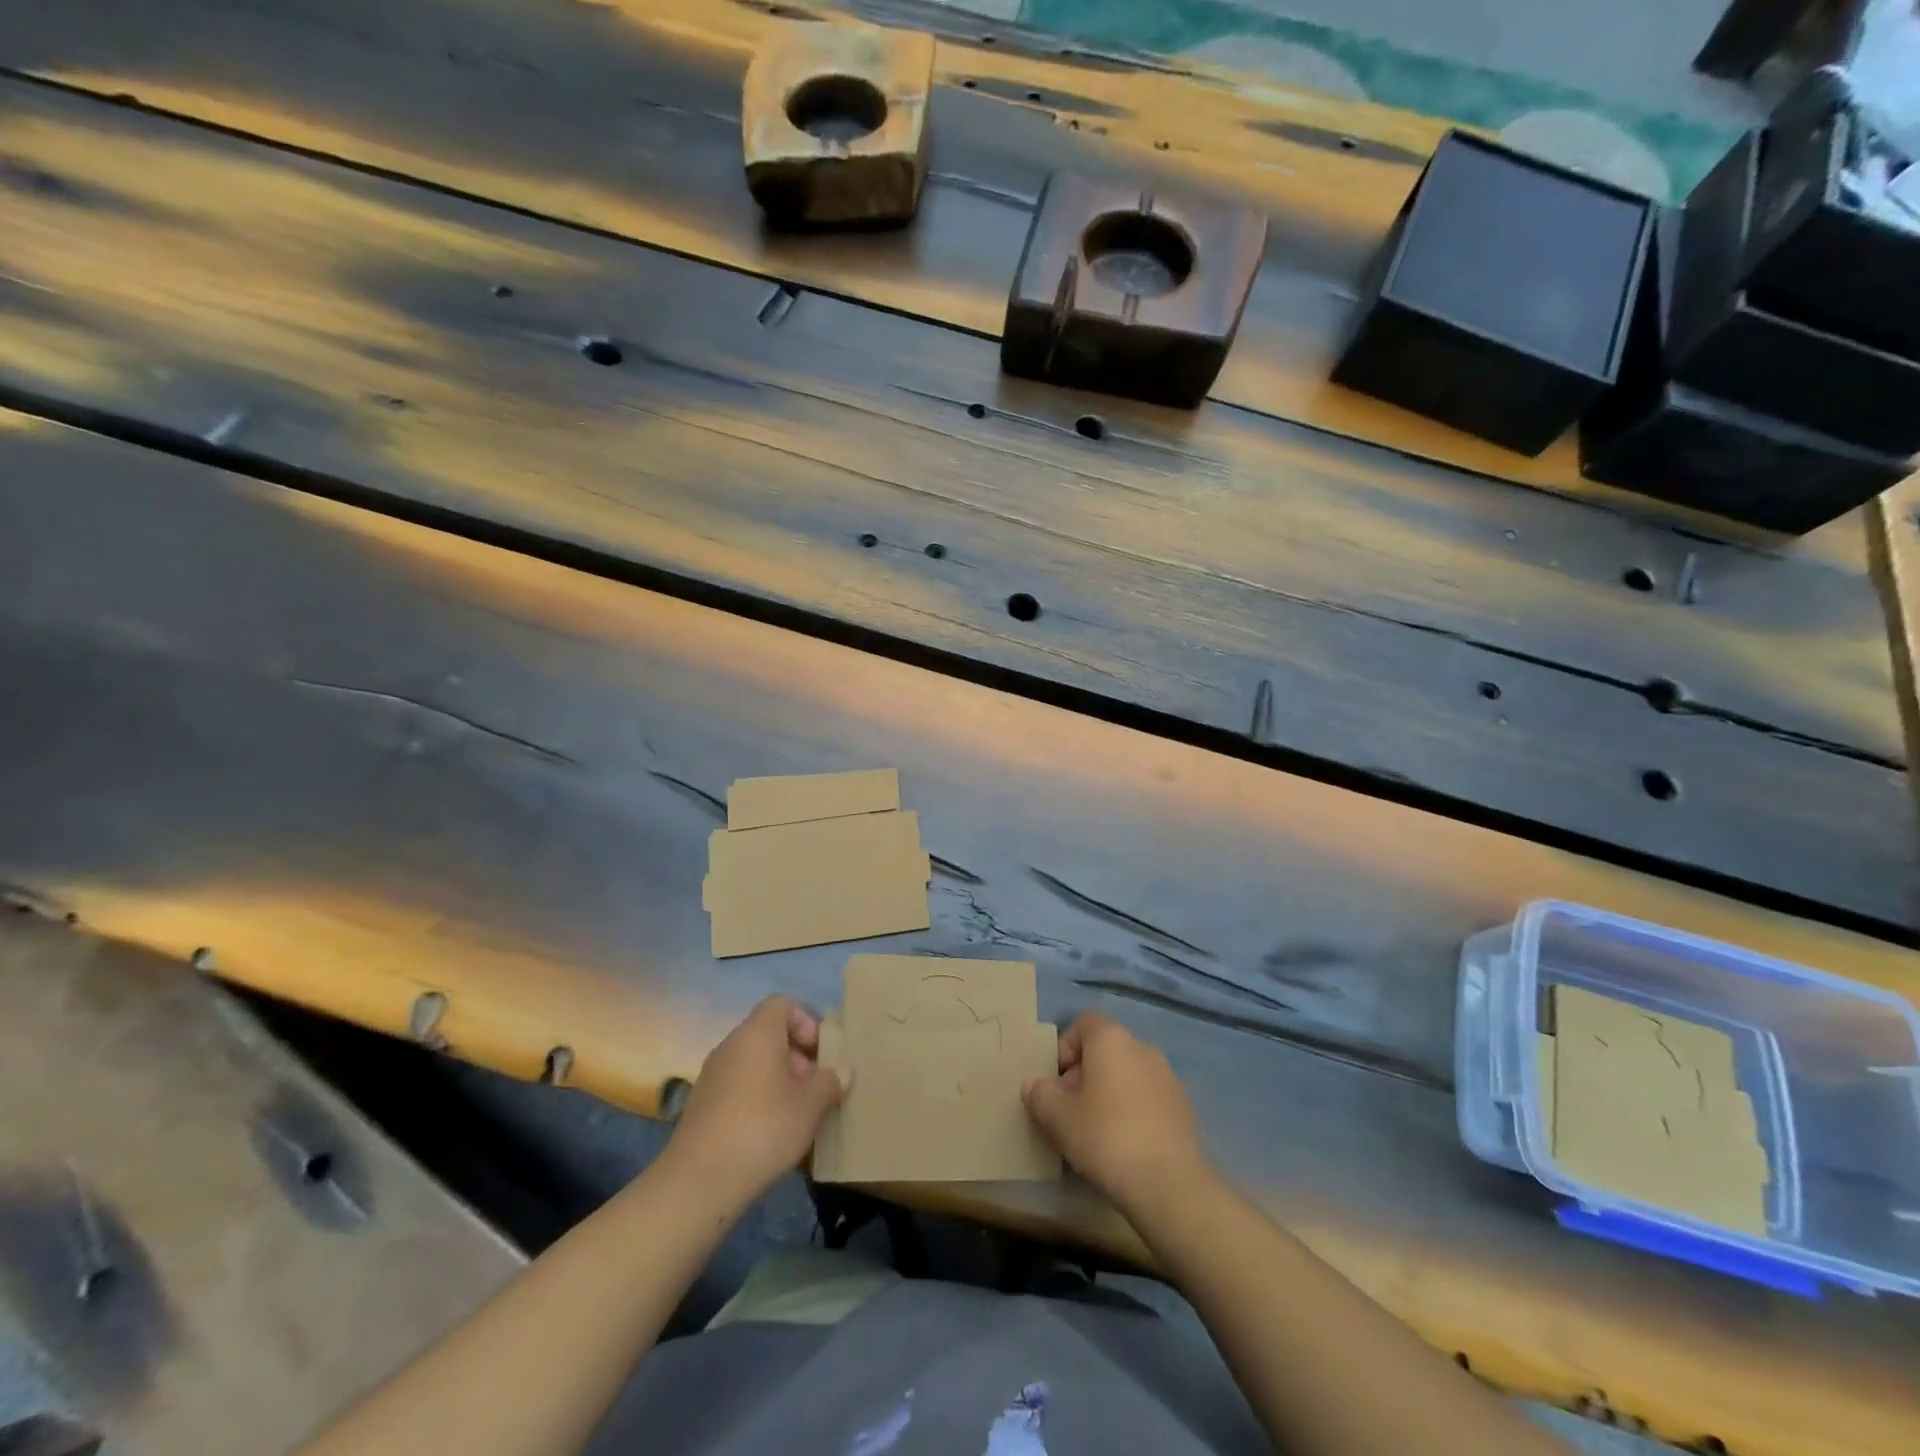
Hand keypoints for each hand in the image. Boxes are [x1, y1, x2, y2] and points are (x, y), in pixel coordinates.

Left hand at [666, 997, 845, 1207]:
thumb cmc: (763, 1129)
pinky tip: (769, 1133)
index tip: (820, 1054)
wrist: (699, 1182)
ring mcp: (711, 1075)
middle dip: (796, 1056)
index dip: (806, 1022)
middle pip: (768, 1034)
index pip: (782, 1004)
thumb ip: (830, 1082)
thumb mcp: (810, 1106)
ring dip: (777, 1080)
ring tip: (796, 1113)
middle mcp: (731, 1045)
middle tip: (814, 1087)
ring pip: (752, 1063)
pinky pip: (737, 1087)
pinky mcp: (700, 1105)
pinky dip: (756, 1098)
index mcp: (757, 1033)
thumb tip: (843, 1070)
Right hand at [1023, 1012, 1208, 1214]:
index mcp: (1112, 1039)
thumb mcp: (1058, 1118)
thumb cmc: (1106, 1138)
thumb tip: (1034, 1085)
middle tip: (1070, 1112)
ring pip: (1127, 1073)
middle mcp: (1143, 1047)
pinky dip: (1132, 1109)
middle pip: (1105, 1049)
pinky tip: (1125, 1144)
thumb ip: (1040, 1095)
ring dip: (1108, 1092)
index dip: (1064, 1048)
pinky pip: (1147, 1096)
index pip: (1083, 1023)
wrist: (1171, 1185)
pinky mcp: (1184, 1105)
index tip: (1056, 1084)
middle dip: (1083, 1075)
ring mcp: (1168, 1076)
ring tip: (1096, 1131)